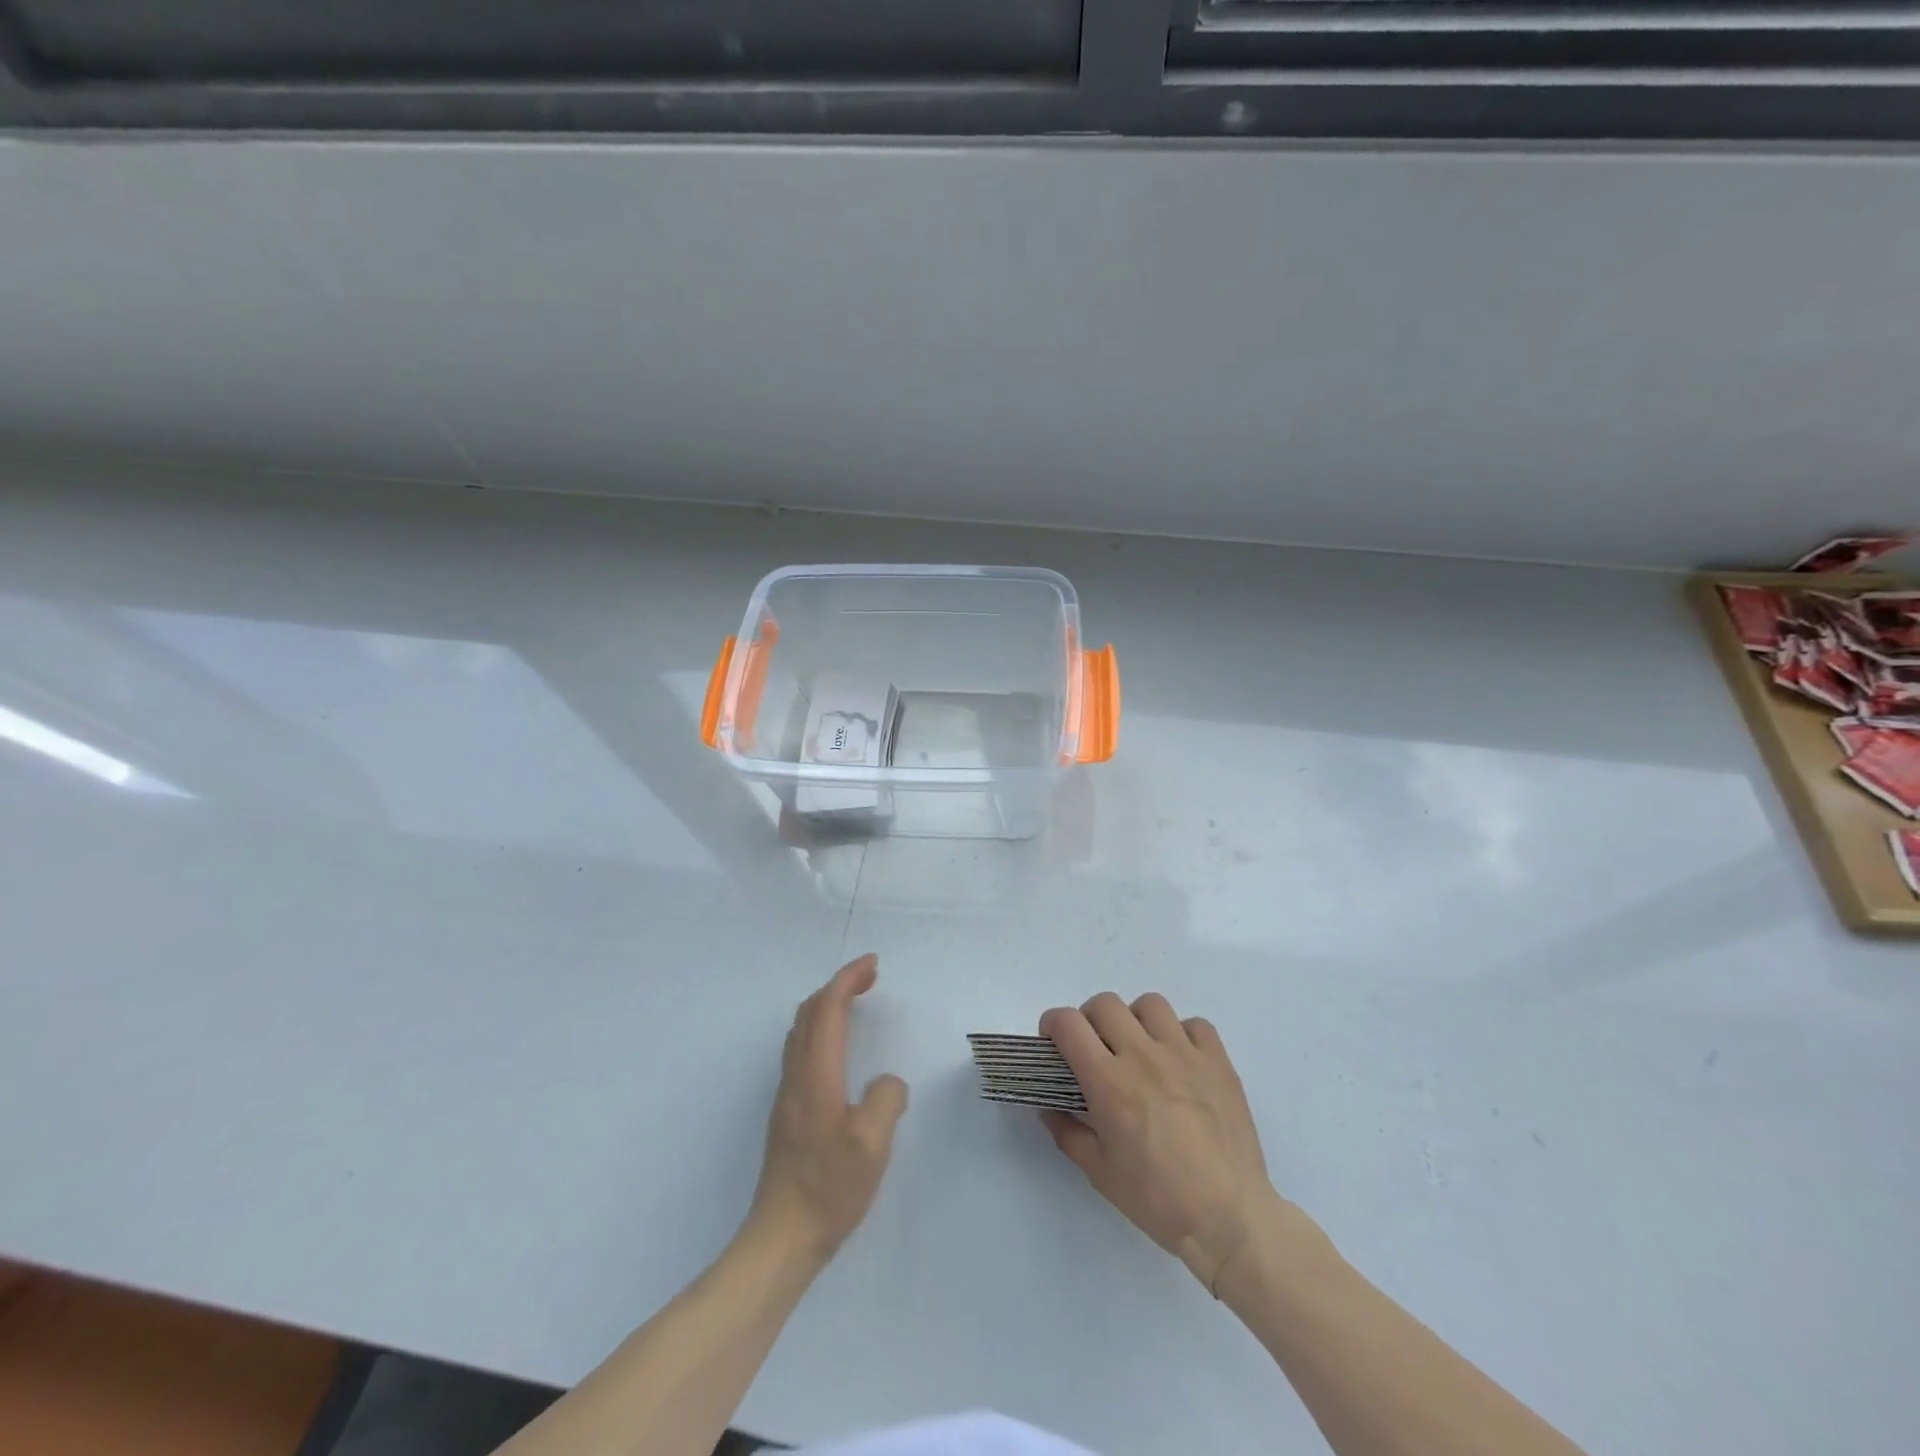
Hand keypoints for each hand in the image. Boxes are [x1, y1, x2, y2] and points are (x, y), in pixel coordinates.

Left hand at [748, 954, 908, 1263]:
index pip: (827, 1009)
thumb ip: (887, 1100)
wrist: (781, 1237)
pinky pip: (800, 1049)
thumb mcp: (873, 1145)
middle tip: (869, 978)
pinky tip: (837, 1048)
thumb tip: (887, 1083)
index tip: (873, 964)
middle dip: (838, 985)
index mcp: (816, 1075)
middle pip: (809, 1012)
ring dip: (826, 1005)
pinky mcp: (787, 1112)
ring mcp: (787, 1094)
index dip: (848, 979)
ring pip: (800, 1030)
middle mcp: (796, 1076)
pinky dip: (820, 1028)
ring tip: (854, 1003)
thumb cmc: (830, 1189)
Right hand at [1040, 992, 1277, 1294]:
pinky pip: (1195, 1025)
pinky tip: (1180, 1061)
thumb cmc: (1158, 1199)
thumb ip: (1068, 1133)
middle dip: (1089, 1019)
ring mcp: (1184, 1054)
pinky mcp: (1218, 1061)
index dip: (1052, 1024)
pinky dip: (1182, 1034)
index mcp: (1109, 1081)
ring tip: (1140, 1048)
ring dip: (1136, 1020)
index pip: (1068, 1024)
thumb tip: (1048, 1107)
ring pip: (1150, 1004)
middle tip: (1095, 1048)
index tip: (1053, 1042)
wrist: (1229, 1218)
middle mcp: (1143, 1055)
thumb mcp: (1100, 1173)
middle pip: (1105, 1004)